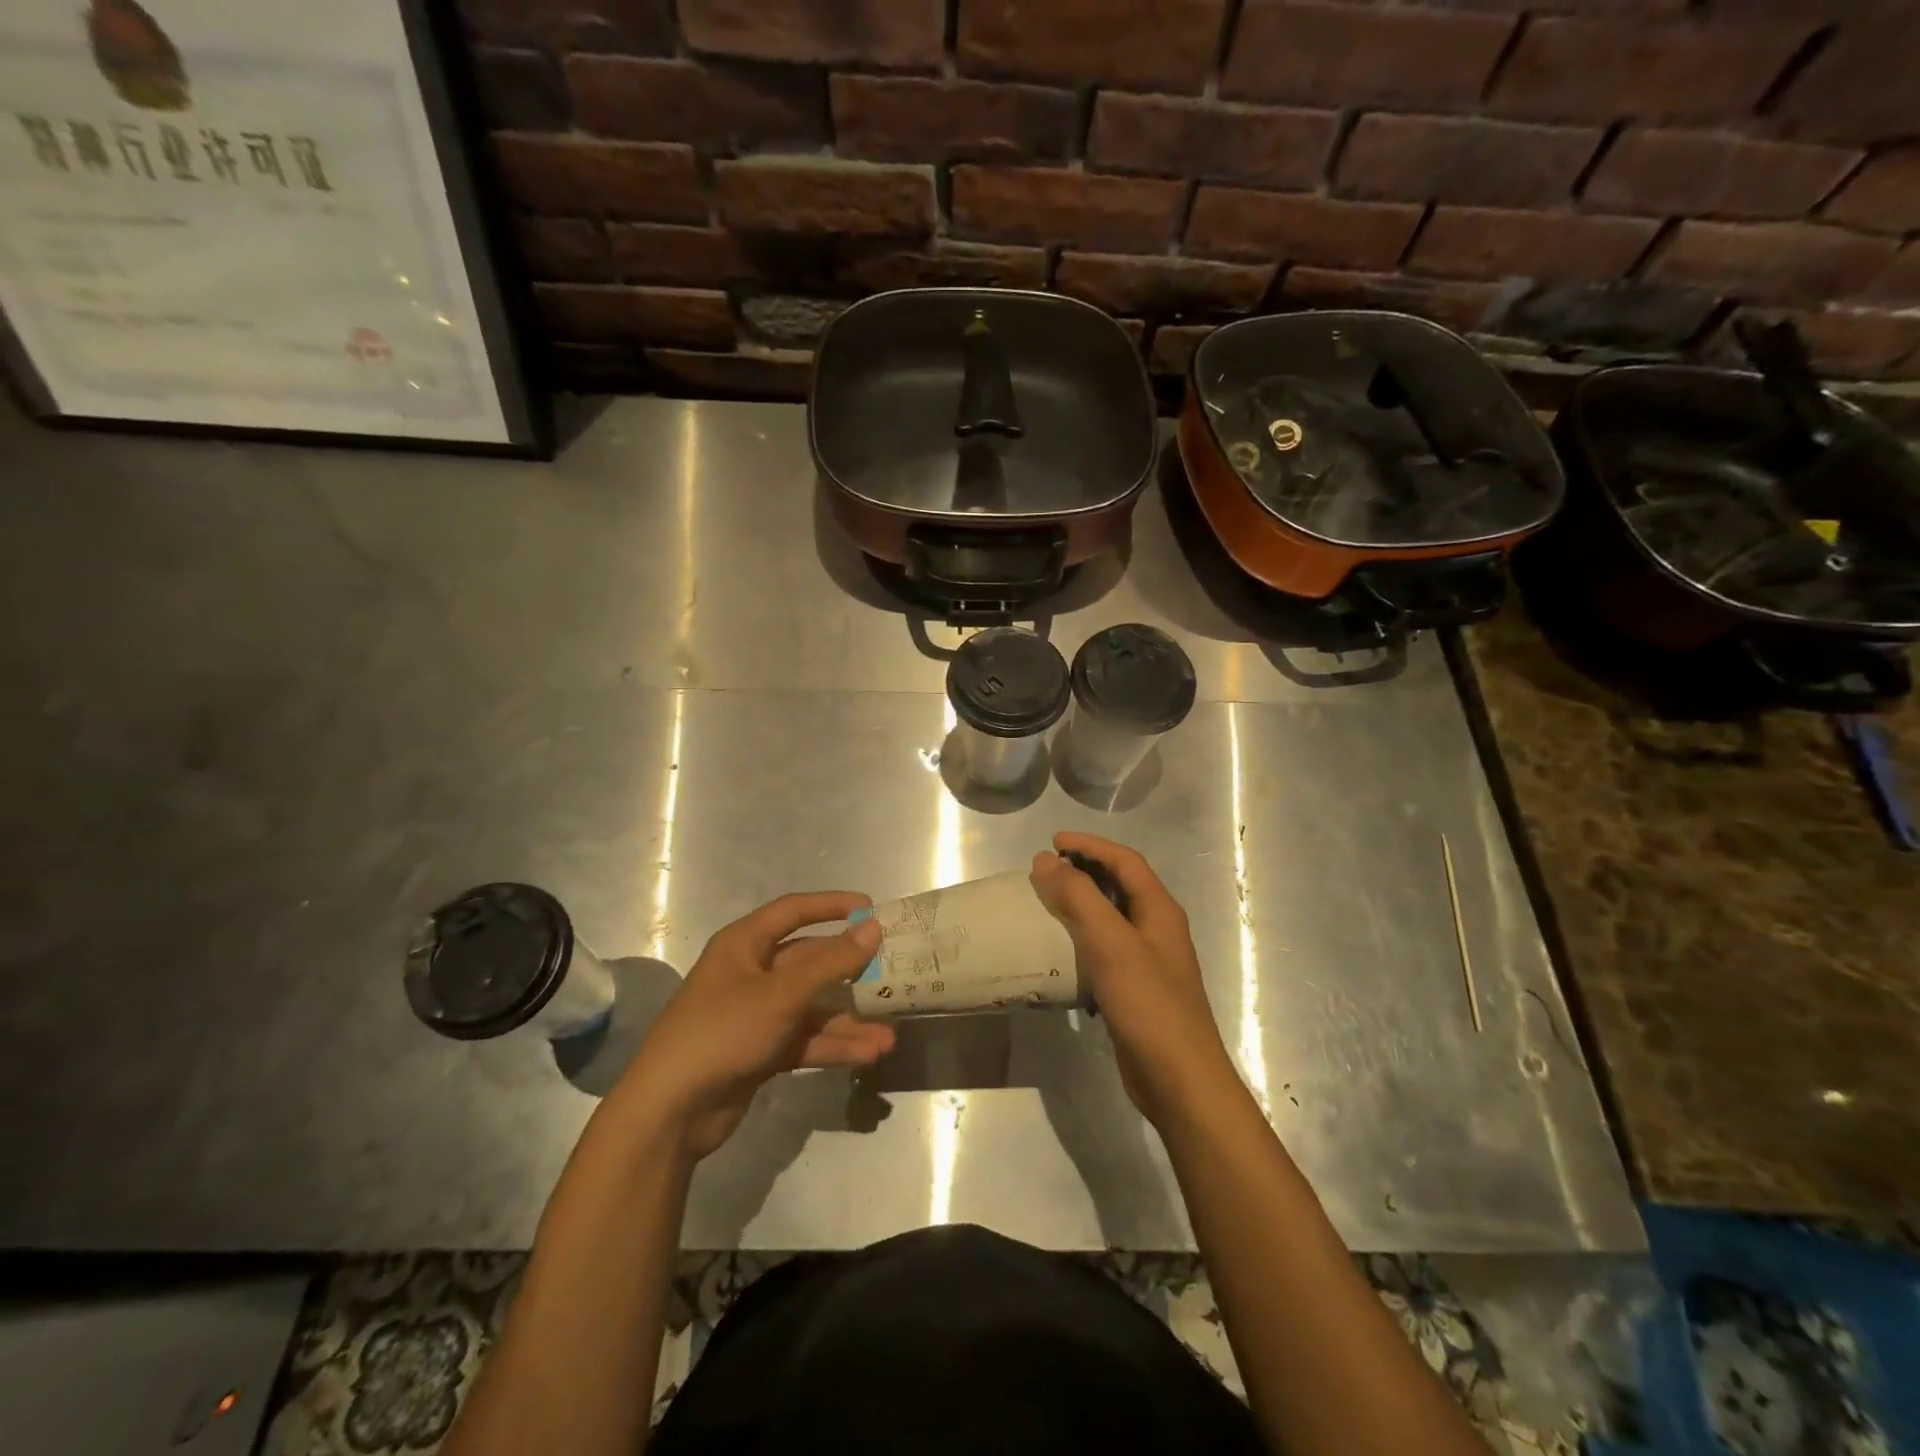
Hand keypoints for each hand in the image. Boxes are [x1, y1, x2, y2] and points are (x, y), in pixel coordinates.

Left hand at [612, 892, 895, 1161]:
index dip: (832, 905)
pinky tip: (868, 1055)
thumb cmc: (722, 1032)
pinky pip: (805, 1039)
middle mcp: (751, 972)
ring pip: (812, 1006)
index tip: (872, 910)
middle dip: (850, 972)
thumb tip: (873, 929)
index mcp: (744, 944)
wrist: (670, 1112)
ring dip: (848, 1020)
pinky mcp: (761, 1050)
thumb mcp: (781, 994)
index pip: (793, 911)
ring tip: (889, 1036)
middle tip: (892, 972)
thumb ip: (831, 963)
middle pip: (810, 961)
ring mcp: (756, 1014)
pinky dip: (833, 1046)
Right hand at [1030, 833, 1239, 1126]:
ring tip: (1047, 902)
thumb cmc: (1149, 1005)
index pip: (1125, 861)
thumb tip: (1046, 860)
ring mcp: (1149, 961)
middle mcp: (1158, 929)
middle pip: (1121, 885)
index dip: (1090, 845)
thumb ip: (1079, 897)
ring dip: (1082, 903)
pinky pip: (1106, 949)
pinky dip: (1082, 937)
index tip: (1053, 842)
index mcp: (1160, 910)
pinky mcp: (1136, 989)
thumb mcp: (1111, 943)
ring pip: (1112, 917)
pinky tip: (1060, 950)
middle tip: (1047, 869)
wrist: (1179, 1080)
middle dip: (1085, 869)